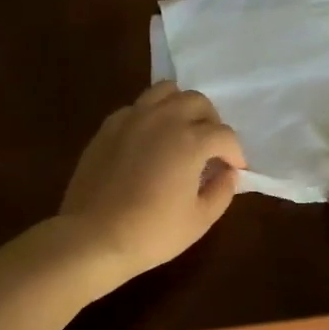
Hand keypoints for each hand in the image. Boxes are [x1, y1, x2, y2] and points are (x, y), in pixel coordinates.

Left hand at [57, 83, 245, 284]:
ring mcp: (133, 118)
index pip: (224, 135)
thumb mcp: (200, 220)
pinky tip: (150, 141)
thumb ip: (222, 191)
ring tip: (181, 132)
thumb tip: (228, 173)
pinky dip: (152, 115)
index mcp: (191, 140)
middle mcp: (164, 119)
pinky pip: (137, 106)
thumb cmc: (152, 233)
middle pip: (198, 102)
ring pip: (166, 92)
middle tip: (210, 148)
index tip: (234, 169)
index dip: (235, 153)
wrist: (93, 237)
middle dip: (211, 122)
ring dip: (181, 107)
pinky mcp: (109, 126)